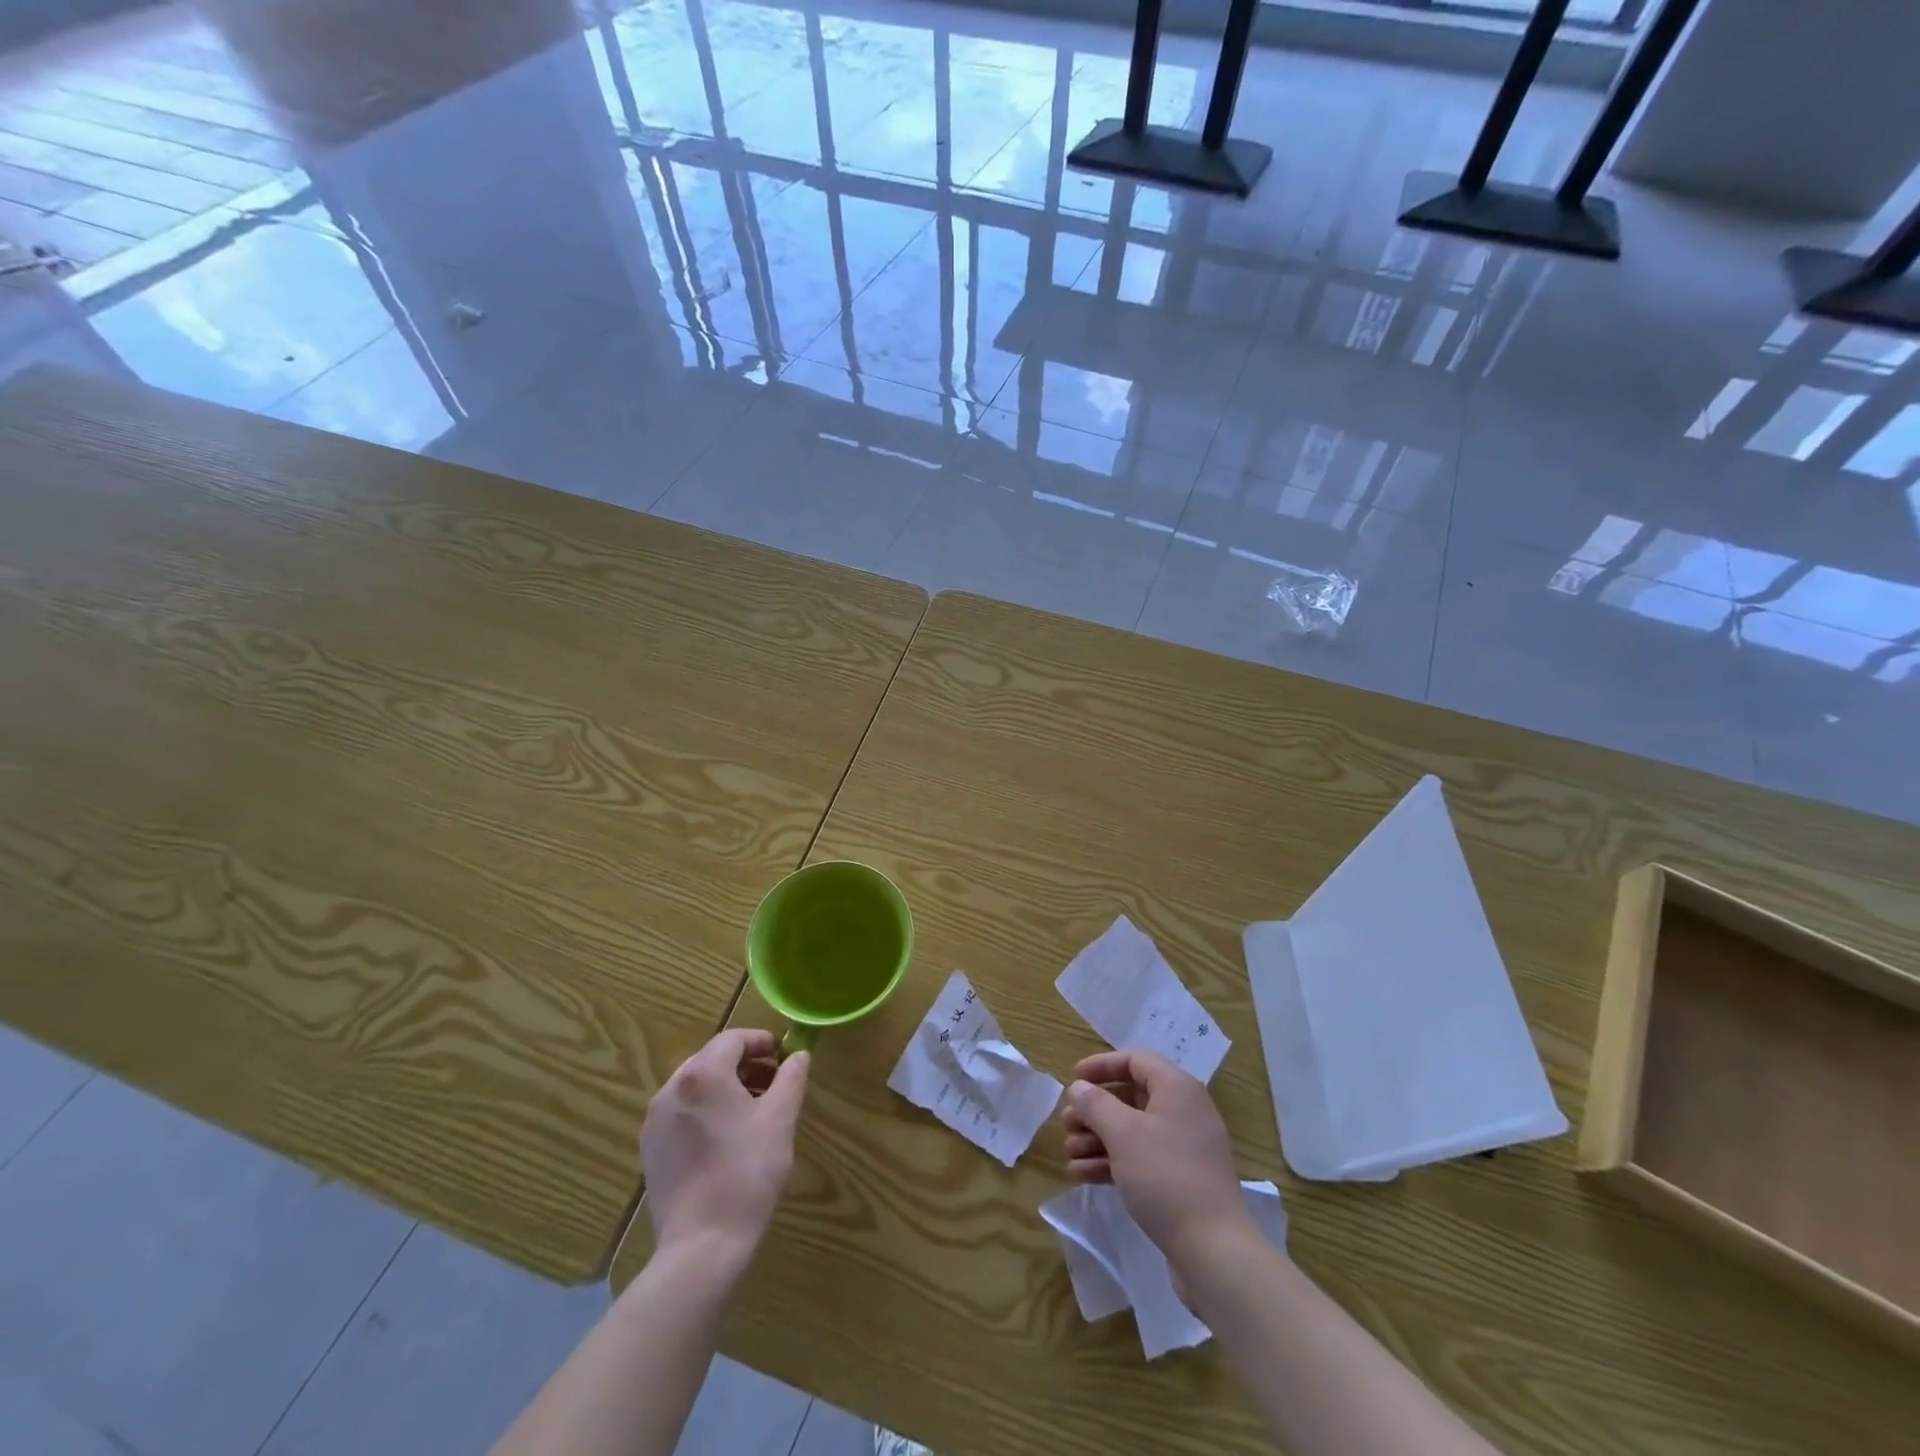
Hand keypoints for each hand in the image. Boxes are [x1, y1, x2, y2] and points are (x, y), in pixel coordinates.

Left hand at [641, 1029, 809, 1261]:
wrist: (702, 1245)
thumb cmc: (747, 1172)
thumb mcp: (781, 1119)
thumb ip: (792, 1078)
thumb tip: (799, 1055)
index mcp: (703, 1074)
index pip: (733, 1039)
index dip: (760, 1042)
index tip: (782, 1056)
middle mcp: (671, 1089)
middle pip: (711, 1060)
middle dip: (744, 1065)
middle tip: (772, 1083)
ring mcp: (655, 1121)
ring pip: (694, 1087)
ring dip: (724, 1088)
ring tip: (752, 1111)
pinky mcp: (650, 1150)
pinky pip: (680, 1113)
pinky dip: (704, 1111)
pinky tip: (724, 1139)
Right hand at [1061, 1049, 1254, 1263]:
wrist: (1213, 1251)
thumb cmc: (1165, 1177)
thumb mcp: (1123, 1134)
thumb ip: (1096, 1104)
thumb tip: (1079, 1088)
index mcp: (1177, 1089)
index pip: (1135, 1060)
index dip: (1102, 1065)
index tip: (1074, 1079)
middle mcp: (1184, 1111)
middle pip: (1130, 1097)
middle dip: (1094, 1110)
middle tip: (1066, 1124)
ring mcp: (1184, 1148)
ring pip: (1132, 1130)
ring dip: (1097, 1138)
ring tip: (1068, 1154)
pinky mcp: (1181, 1180)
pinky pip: (1141, 1158)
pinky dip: (1112, 1162)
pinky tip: (1082, 1175)